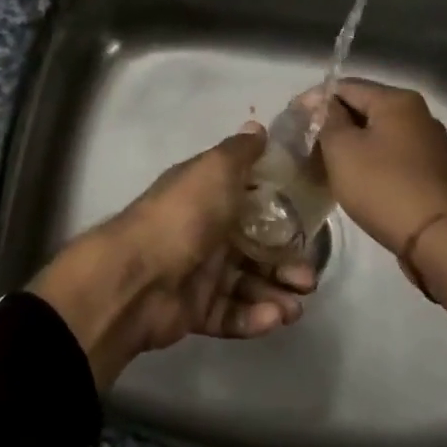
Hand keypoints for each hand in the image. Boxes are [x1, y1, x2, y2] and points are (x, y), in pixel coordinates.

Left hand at [28, 126, 318, 388]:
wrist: (137, 278)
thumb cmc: (184, 216)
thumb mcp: (215, 170)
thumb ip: (241, 152)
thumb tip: (258, 128)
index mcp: (206, 196)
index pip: (250, 201)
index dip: (281, 211)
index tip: (309, 222)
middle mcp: (203, 232)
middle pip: (254, 248)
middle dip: (285, 262)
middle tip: (308, 278)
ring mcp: (198, 273)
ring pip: (246, 284)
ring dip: (275, 293)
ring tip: (295, 307)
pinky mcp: (194, 311)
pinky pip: (230, 315)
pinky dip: (253, 317)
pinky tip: (274, 318)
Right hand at [313, 80, 446, 278]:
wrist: (436, 238)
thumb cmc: (382, 186)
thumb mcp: (342, 149)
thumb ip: (327, 119)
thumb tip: (322, 105)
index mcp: (397, 100)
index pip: (345, 86)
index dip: (315, 100)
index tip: (293, 120)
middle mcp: (417, 113)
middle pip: (363, 107)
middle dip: (332, 121)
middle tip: (305, 142)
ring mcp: (427, 141)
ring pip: (376, 131)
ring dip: (350, 141)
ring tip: (323, 160)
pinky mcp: (430, 168)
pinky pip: (390, 151)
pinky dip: (368, 157)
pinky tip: (352, 174)